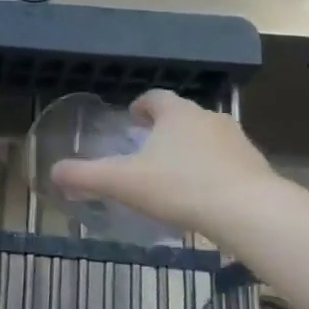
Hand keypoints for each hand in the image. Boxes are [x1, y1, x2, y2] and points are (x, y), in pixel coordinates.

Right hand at [50, 89, 276, 235]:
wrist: (249, 211)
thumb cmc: (180, 187)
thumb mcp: (124, 183)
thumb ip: (86, 177)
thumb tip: (53, 172)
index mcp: (176, 114)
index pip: (155, 97)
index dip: (141, 105)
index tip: (132, 117)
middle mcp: (208, 118)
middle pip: (182, 116)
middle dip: (165, 128)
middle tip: (147, 147)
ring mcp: (236, 141)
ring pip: (206, 137)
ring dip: (190, 148)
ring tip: (174, 173)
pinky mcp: (255, 166)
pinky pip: (227, 162)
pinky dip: (212, 170)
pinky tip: (202, 194)